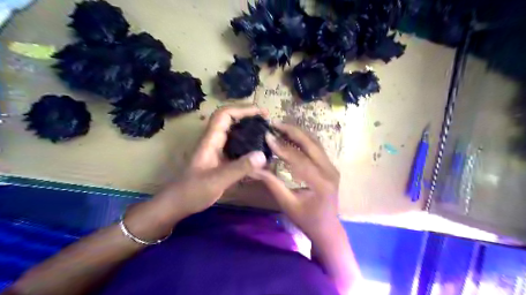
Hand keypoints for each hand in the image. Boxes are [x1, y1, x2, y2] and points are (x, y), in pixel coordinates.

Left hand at [154, 106, 266, 216]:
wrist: (177, 204)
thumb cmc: (192, 191)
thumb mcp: (217, 180)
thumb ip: (239, 168)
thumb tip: (263, 155)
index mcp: (211, 140)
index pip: (225, 115)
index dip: (243, 109)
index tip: (261, 113)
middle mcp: (214, 142)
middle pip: (231, 121)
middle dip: (249, 117)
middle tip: (268, 123)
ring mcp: (217, 151)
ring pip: (235, 134)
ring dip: (250, 131)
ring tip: (266, 135)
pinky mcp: (221, 161)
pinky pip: (236, 148)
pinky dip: (248, 147)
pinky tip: (258, 155)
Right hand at [251, 124, 340, 240]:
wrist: (327, 228)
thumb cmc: (306, 220)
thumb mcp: (287, 204)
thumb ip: (272, 183)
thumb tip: (254, 168)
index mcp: (320, 182)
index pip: (299, 159)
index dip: (282, 147)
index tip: (267, 136)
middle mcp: (330, 170)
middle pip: (311, 144)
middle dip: (292, 131)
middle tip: (275, 124)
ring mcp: (332, 167)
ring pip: (315, 143)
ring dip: (298, 133)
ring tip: (281, 127)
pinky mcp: (330, 166)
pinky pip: (316, 148)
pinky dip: (303, 140)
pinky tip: (291, 137)